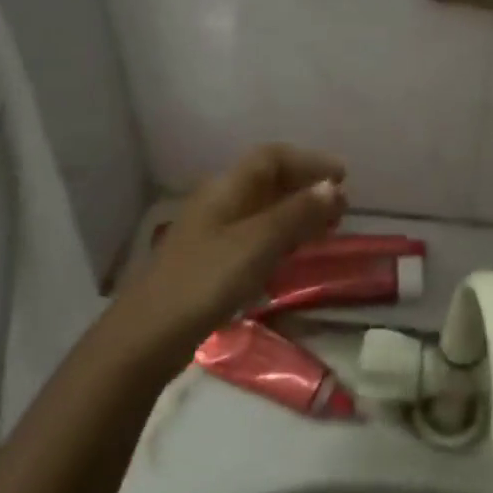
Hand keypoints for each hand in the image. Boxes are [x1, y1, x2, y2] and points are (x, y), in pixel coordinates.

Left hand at [118, 145, 347, 352]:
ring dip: (296, 213)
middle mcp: (219, 203)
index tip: (342, 176)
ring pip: (263, 211)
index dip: (308, 161)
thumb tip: (332, 187)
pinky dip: (282, 238)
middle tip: (341, 206)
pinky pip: (255, 237)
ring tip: (328, 228)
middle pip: (267, 182)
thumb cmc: (206, 280)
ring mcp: (213, 234)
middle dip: (306, 187)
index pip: (271, 157)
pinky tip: (294, 255)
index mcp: (226, 189)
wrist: (149, 335)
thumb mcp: (258, 243)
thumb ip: (296, 213)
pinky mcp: (212, 263)